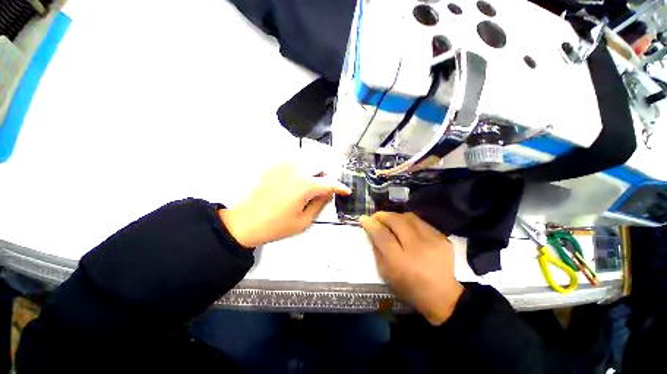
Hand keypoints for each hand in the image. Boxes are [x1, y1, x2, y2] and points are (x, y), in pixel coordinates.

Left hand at [219, 161, 351, 247]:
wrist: (245, 223)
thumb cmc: (276, 226)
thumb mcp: (304, 221)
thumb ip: (320, 205)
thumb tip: (329, 194)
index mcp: (305, 186)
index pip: (330, 183)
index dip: (341, 187)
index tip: (346, 191)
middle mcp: (296, 171)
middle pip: (320, 168)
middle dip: (327, 179)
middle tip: (326, 191)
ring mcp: (284, 167)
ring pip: (308, 162)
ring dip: (315, 171)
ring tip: (312, 185)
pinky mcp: (274, 167)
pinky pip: (293, 161)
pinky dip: (301, 166)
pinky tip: (298, 178)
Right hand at [360, 212, 463, 324]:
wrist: (443, 296)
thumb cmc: (409, 287)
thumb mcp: (386, 273)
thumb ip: (377, 250)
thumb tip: (372, 230)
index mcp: (400, 261)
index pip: (382, 235)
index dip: (371, 224)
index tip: (364, 219)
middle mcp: (417, 248)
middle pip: (396, 221)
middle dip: (383, 216)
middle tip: (376, 217)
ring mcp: (433, 241)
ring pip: (409, 217)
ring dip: (396, 216)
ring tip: (391, 220)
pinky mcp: (443, 237)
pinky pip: (421, 222)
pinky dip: (409, 222)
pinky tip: (407, 228)